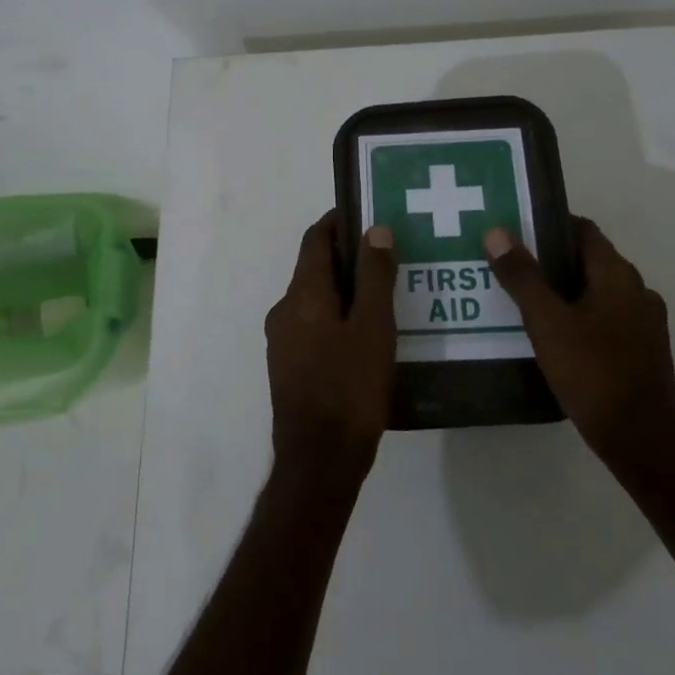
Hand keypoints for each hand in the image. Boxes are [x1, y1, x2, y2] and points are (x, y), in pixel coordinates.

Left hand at [264, 212, 397, 490]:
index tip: (370, 212)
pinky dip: (340, 317)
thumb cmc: (349, 387)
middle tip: (391, 254)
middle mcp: (285, 311)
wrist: (319, 462)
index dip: (340, 221)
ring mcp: (283, 341)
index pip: (316, 239)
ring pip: (317, 300)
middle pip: (316, 268)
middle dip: (350, 256)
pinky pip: (316, 326)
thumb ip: (374, 275)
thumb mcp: (373, 327)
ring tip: (388, 292)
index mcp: (302, 294)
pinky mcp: (291, 367)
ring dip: (347, 289)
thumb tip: (375, 230)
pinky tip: (371, 333)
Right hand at [483, 217, 674, 472]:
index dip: (550, 226)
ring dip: (565, 291)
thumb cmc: (593, 372)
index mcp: (617, 274)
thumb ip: (522, 276)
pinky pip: (606, 319)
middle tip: (510, 267)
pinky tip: (554, 337)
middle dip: (551, 261)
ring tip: (525, 302)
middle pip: (589, 261)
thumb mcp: (547, 322)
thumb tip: (497, 232)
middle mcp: (637, 290)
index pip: (583, 230)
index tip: (516, 231)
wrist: (641, 439)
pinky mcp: (642, 351)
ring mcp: (644, 322)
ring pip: (597, 292)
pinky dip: (580, 317)